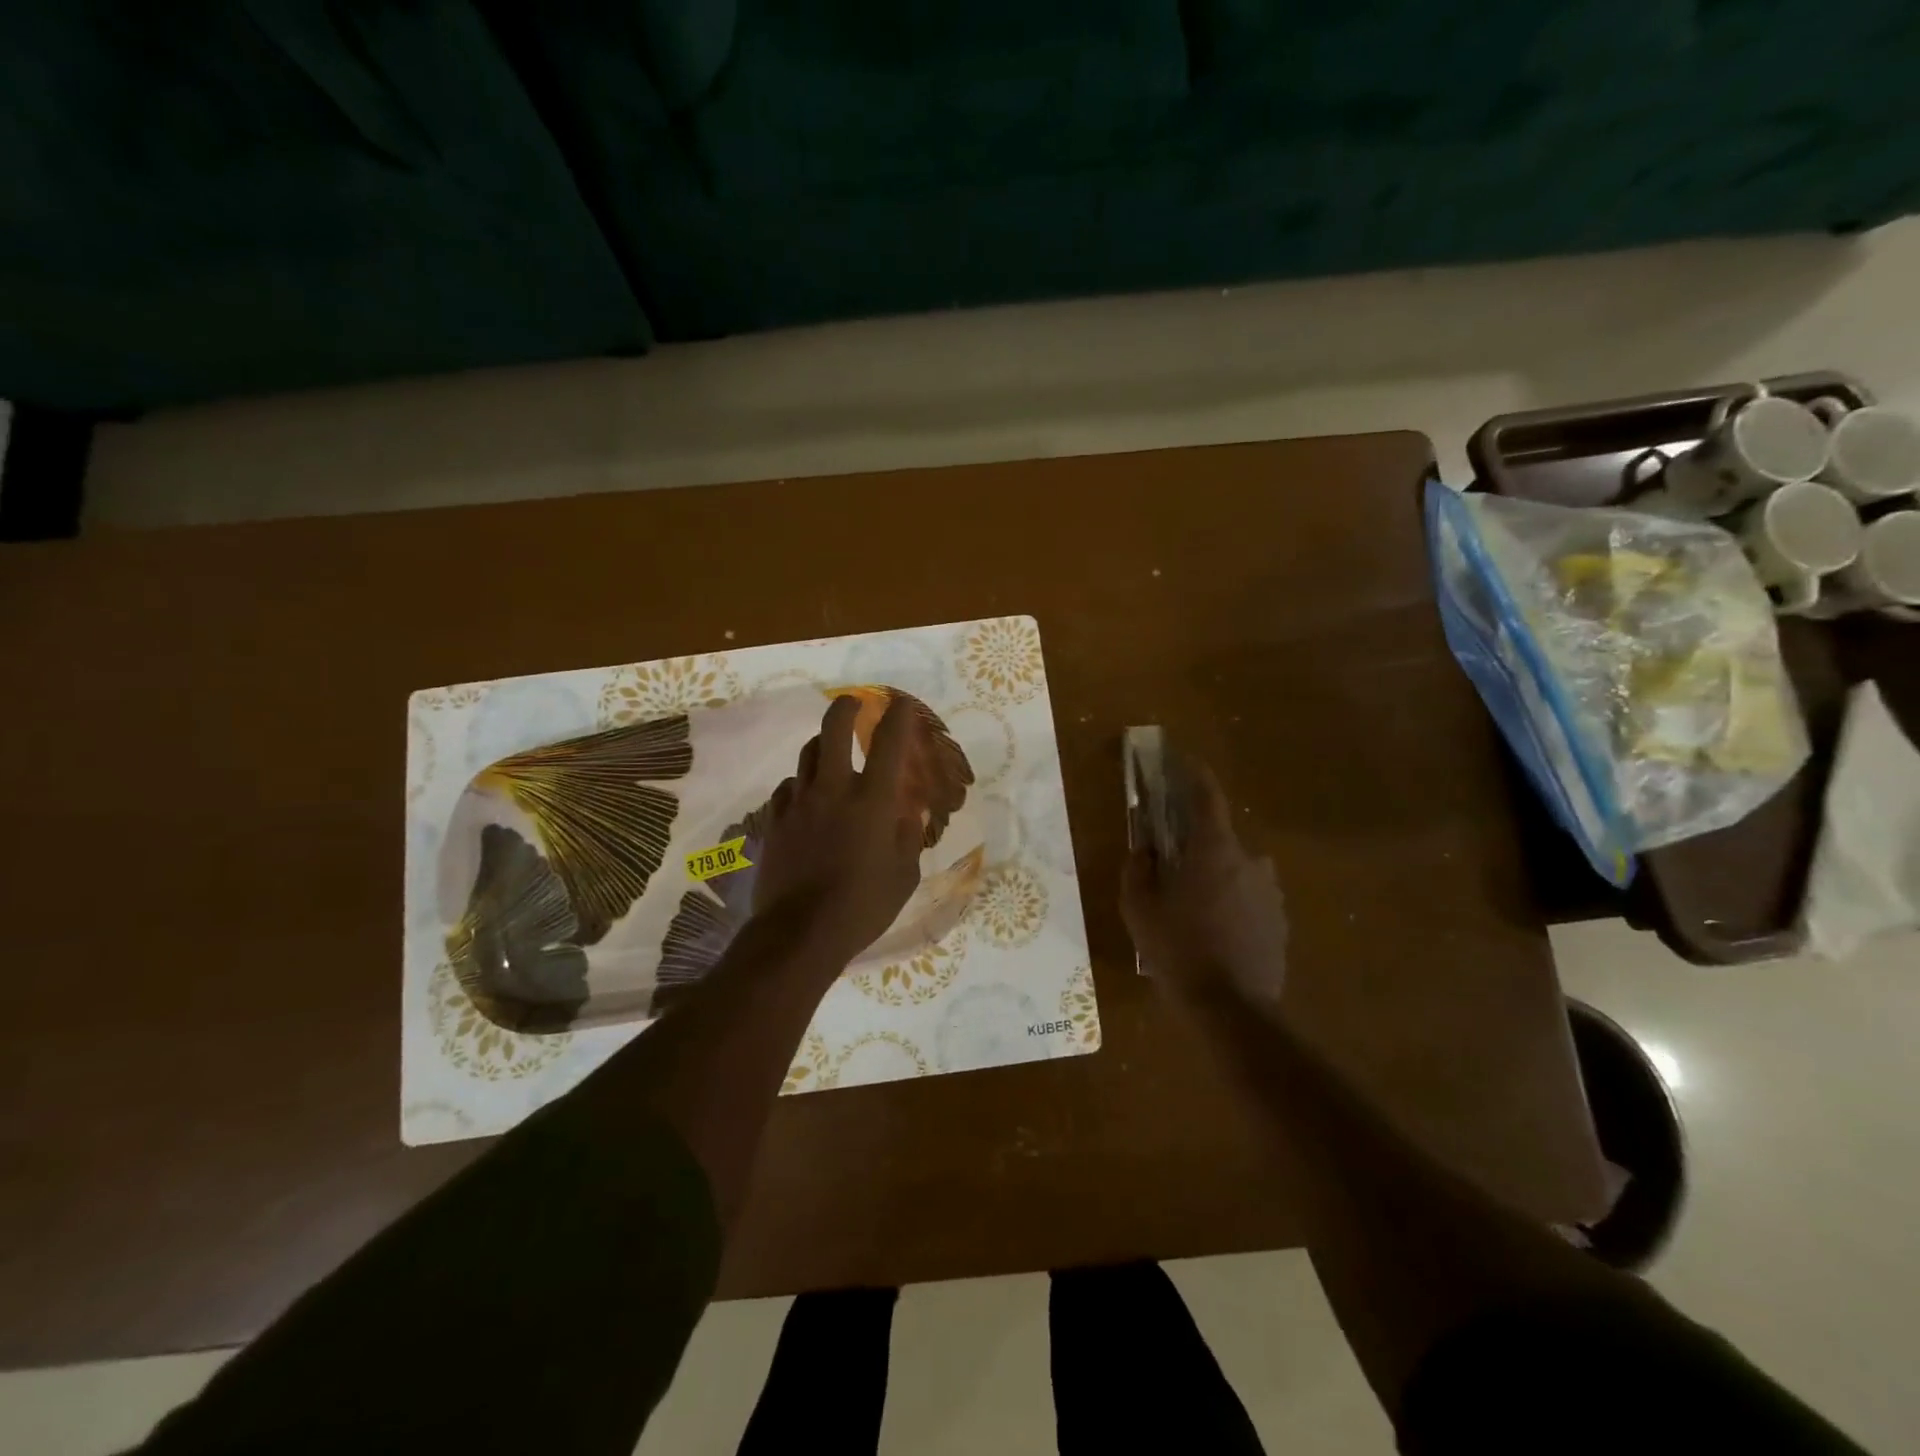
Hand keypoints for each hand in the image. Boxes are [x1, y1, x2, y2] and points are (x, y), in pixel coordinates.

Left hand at [751, 695, 925, 963]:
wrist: (799, 933)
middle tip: (853, 705)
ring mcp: (798, 802)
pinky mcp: (774, 820)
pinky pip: (787, 786)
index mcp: (872, 800)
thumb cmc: (862, 907)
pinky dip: (801, 782)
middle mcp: (833, 789)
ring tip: (832, 750)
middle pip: (833, 728)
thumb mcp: (903, 876)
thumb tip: (908, 814)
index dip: (898, 716)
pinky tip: (806, 796)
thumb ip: (908, 837)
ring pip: (808, 753)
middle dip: (846, 708)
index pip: (889, 742)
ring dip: (823, 744)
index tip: (901, 704)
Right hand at [1120, 757, 1288, 1007]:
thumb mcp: (1139, 909)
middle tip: (1171, 862)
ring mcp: (1270, 892)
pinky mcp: (1279, 920)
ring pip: (1235, 870)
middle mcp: (1250, 860)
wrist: (1231, 1008)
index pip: (1207, 796)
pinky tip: (1213, 931)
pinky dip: (1231, 902)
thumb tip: (1144, 850)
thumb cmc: (1178, 949)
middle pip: (1219, 838)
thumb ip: (1138, 870)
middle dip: (1195, 843)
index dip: (1194, 774)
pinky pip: (1249, 898)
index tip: (1182, 760)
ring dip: (1214, 876)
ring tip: (1192, 906)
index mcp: (1214, 849)